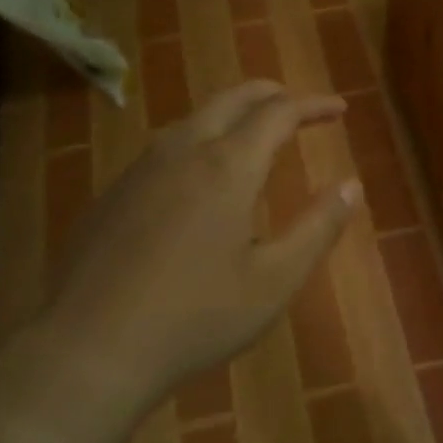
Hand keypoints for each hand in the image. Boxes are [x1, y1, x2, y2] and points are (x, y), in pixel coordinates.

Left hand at [35, 80, 360, 410]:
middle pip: (231, 100)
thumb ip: (318, 228)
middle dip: (269, 94)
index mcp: (227, 167)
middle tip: (296, 104)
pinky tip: (197, 178)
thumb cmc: (195, 317)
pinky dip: (197, 142)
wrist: (90, 348)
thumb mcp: (274, 281)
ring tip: (251, 133)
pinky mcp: (112, 194)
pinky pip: (164, 149)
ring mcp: (139, 170)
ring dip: (230, 115)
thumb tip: (352, 186)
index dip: (312, 105)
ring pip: (192, 120)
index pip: (278, 114)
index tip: (339, 109)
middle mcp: (181, 152)